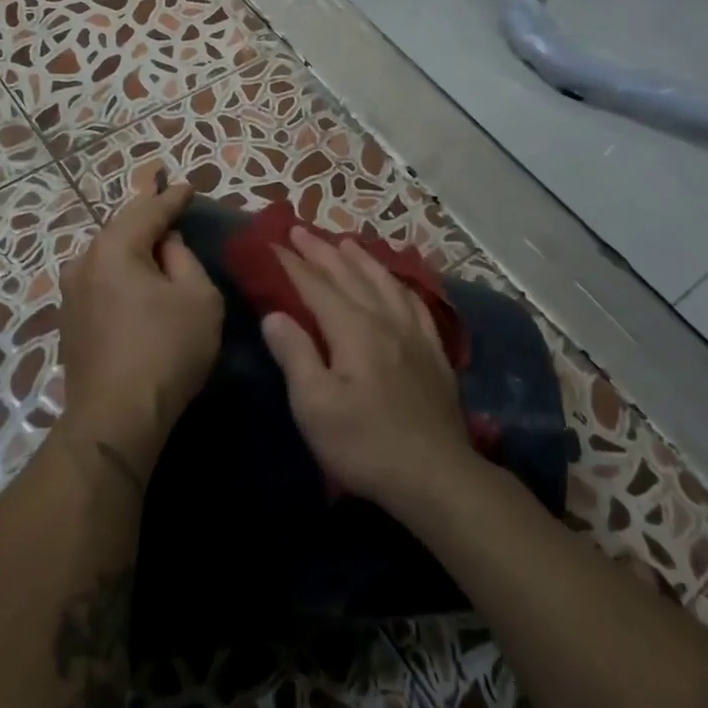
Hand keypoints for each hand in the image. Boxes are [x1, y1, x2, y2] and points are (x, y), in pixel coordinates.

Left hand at [57, 180, 223, 481]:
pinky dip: (121, 273)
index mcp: (114, 248)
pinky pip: (100, 281)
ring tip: (154, 242)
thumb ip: (184, 259)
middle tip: (170, 206)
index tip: (188, 186)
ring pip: (107, 256)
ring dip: (132, 247)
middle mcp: (83, 262)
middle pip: (121, 229)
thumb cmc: (166, 350)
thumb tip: (167, 244)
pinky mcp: (69, 321)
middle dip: (147, 217)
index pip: (149, 211)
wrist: (116, 417)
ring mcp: (70, 293)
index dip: (172, 198)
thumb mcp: (198, 297)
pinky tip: (134, 280)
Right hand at [261, 227, 481, 513]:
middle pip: (350, 276)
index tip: (272, 243)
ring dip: (361, 259)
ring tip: (345, 242)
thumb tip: (274, 315)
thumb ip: (295, 354)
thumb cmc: (365, 444)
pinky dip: (399, 284)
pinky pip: (415, 303)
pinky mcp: (434, 353)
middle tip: (300, 230)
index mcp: (353, 330)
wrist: (436, 476)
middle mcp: (385, 320)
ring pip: (384, 282)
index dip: (292, 264)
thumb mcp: (315, 406)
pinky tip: (396, 283)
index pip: (316, 286)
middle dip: (322, 251)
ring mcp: (414, 334)